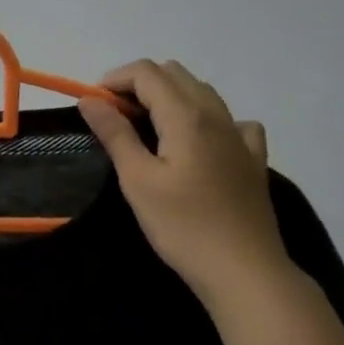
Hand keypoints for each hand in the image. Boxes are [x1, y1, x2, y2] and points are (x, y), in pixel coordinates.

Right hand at [78, 60, 291, 306]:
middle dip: (139, 84)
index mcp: (186, 116)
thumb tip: (90, 99)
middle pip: (175, 74)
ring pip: (203, 92)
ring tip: (147, 130)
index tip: (93, 105)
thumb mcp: (138, 180)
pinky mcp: (253, 160)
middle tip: (115, 117)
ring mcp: (240, 137)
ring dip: (170, 97)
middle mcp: (217, 115)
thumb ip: (115, 134)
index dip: (114, 79)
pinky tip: (200, 143)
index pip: (147, 73)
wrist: (245, 271)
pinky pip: (232, 121)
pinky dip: (207, 119)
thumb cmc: (183, 226)